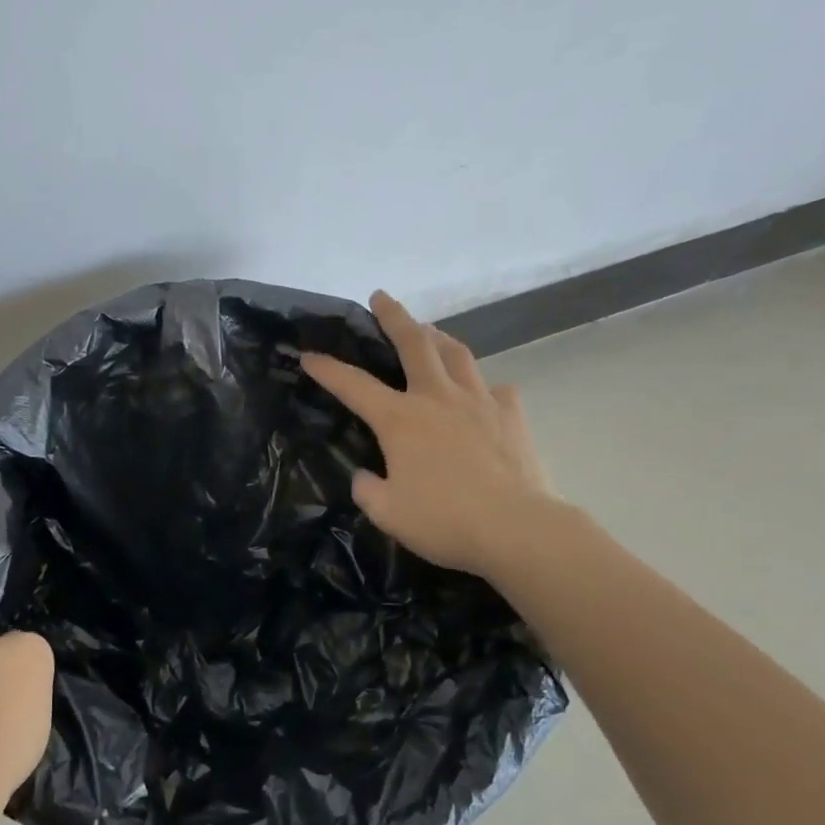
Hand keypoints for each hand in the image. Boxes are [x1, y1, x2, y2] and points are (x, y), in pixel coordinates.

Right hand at [301, 290, 555, 579]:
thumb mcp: (387, 512)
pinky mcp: (511, 415)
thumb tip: (366, 475)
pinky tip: (480, 393)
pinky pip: (494, 389)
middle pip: (414, 343)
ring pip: (456, 354)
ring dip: (438, 337)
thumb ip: (368, 489)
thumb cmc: (443, 520)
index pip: (354, 385)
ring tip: (429, 331)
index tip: (308, 355)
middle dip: (394, 316)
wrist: (515, 527)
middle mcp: (437, 398)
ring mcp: (479, 401)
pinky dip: (481, 385)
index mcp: (400, 419)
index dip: (327, 369)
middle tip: (381, 297)